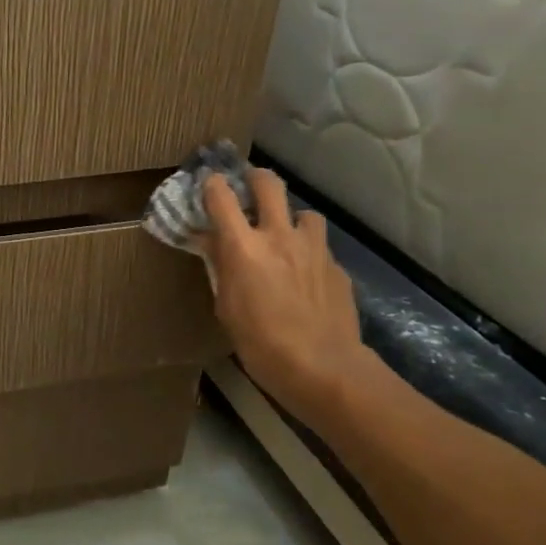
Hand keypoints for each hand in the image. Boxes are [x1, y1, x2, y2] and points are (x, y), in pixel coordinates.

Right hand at [200, 170, 369, 427]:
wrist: (321, 366)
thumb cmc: (259, 342)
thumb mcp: (226, 306)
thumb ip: (222, 268)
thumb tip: (214, 245)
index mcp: (243, 247)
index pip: (221, 197)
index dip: (212, 185)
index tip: (209, 183)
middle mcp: (279, 236)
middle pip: (269, 184)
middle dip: (256, 178)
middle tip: (249, 186)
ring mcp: (313, 248)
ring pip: (304, 213)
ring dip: (292, 219)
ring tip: (286, 237)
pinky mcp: (337, 266)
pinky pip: (320, 247)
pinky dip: (309, 253)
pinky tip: (306, 276)